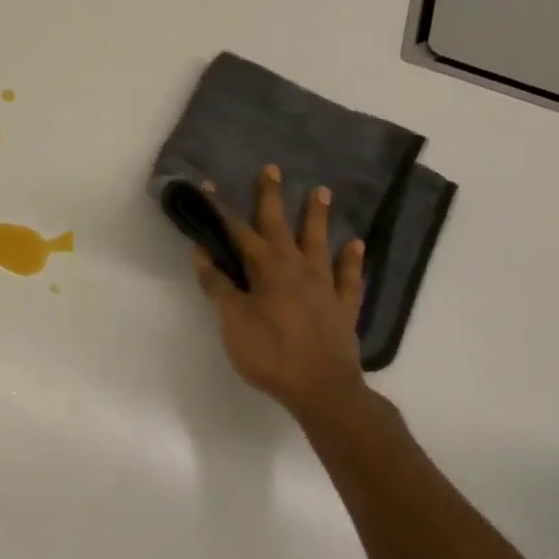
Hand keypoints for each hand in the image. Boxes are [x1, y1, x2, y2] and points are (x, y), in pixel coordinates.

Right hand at [192, 164, 370, 416]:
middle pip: (281, 226)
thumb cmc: (270, 354)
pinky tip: (355, 245)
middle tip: (272, 169)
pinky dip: (352, 260)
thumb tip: (202, 253)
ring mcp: (325, 285)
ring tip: (322, 191)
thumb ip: (218, 286)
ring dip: (317, 217)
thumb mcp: (232, 321)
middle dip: (272, 197)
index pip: (238, 232)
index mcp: (266, 270)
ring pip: (320, 242)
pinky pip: (350, 277)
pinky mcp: (343, 307)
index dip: (221, 211)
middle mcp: (297, 268)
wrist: (322, 389)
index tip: (208, 186)